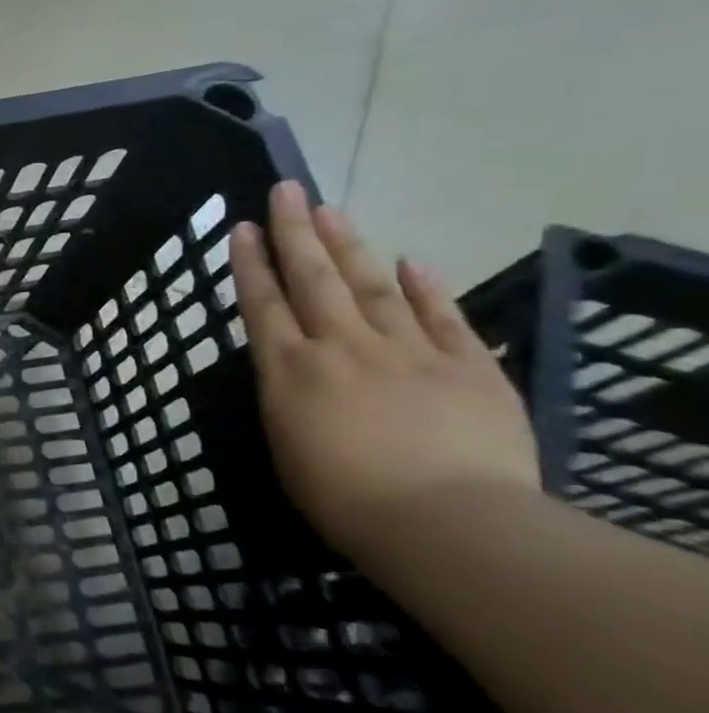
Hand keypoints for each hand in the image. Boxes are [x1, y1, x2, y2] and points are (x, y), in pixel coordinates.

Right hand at [229, 181, 538, 556]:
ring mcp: (408, 351)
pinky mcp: (468, 367)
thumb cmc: (344, 499)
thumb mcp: (287, 449)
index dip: (251, 263)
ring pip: (371, 286)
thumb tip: (293, 372)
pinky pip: (443, 318)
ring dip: (349, 246)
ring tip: (331, 211)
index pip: (263, 304)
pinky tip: (412, 262)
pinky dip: (426, 288)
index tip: (244, 226)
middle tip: (286, 190)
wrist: (446, 521)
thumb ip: (287, 400)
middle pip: (313, 279)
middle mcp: (341, 347)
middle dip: (295, 233)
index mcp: (290, 371)